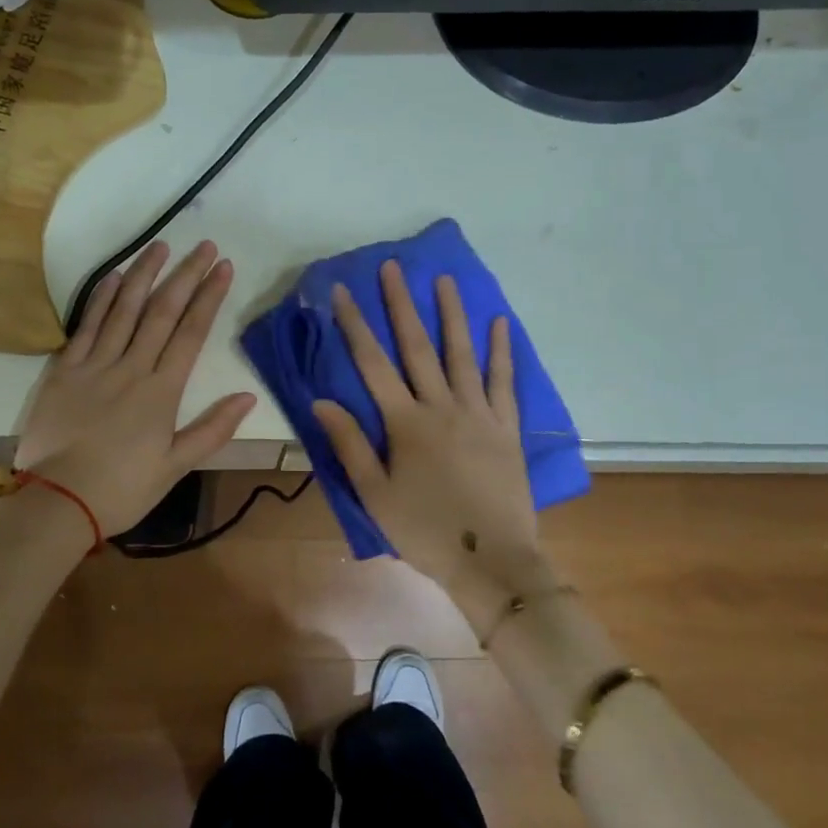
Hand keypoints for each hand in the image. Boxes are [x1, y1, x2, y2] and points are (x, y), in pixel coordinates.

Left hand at [16, 241, 255, 538]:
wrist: (57, 502)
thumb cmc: (122, 489)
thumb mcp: (175, 466)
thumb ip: (212, 429)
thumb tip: (248, 396)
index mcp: (161, 391)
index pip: (191, 333)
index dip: (209, 297)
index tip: (223, 268)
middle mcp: (131, 368)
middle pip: (162, 312)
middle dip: (185, 276)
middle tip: (203, 246)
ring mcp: (95, 365)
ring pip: (124, 310)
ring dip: (143, 275)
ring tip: (160, 246)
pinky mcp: (64, 371)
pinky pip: (86, 326)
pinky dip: (101, 299)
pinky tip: (114, 277)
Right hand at [312, 262, 549, 621]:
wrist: (490, 560)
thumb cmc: (425, 531)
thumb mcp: (375, 494)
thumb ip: (349, 445)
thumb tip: (321, 401)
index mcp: (405, 423)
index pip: (373, 364)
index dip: (355, 325)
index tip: (342, 292)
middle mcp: (441, 407)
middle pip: (417, 347)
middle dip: (400, 305)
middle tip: (392, 267)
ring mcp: (479, 414)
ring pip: (462, 354)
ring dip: (452, 314)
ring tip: (444, 279)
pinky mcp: (507, 427)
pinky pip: (504, 381)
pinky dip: (502, 351)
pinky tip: (500, 323)